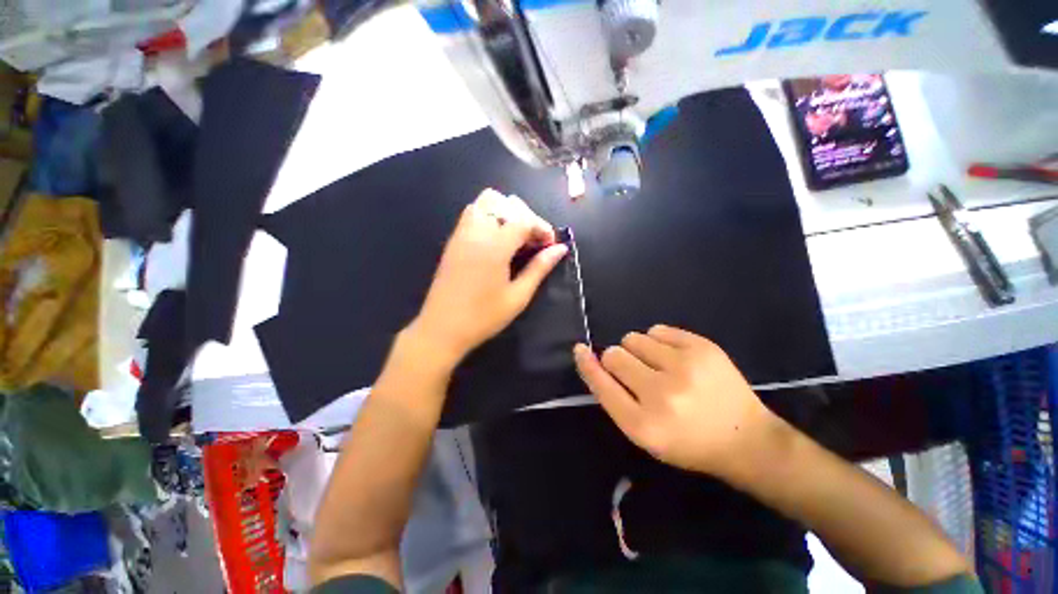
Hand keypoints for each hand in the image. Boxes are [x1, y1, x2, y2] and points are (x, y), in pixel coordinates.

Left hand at [408, 188, 567, 366]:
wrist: (441, 329)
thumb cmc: (483, 317)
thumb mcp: (518, 296)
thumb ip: (539, 268)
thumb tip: (560, 249)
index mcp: (495, 246)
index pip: (523, 219)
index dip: (542, 227)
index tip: (550, 245)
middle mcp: (476, 232)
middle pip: (504, 203)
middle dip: (525, 216)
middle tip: (533, 241)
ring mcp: (461, 234)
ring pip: (485, 203)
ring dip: (505, 213)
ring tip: (516, 238)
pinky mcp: (452, 242)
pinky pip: (472, 214)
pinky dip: (489, 217)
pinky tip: (497, 242)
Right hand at [573, 325, 781, 478]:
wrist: (746, 439)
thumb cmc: (687, 441)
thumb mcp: (644, 433)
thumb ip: (614, 397)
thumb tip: (591, 359)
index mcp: (643, 425)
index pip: (602, 384)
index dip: (587, 364)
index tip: (579, 349)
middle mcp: (661, 394)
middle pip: (614, 355)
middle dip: (618, 361)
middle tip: (639, 374)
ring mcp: (685, 367)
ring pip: (633, 338)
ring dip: (638, 350)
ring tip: (659, 366)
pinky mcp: (703, 348)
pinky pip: (657, 329)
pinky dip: (658, 341)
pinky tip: (674, 357)